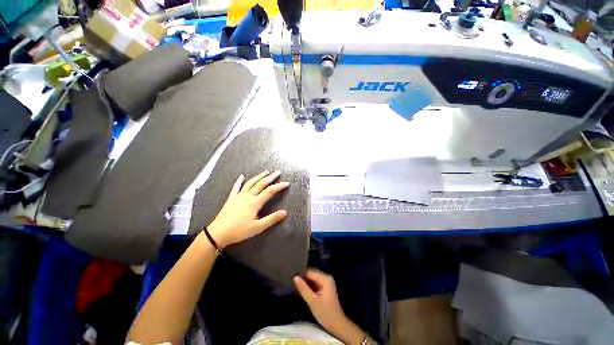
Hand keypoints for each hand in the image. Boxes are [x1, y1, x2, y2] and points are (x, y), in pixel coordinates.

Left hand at [206, 170, 288, 247]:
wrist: (218, 233)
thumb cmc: (239, 231)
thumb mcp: (258, 227)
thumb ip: (272, 219)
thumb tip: (285, 212)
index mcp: (255, 202)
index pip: (270, 191)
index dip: (279, 186)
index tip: (287, 183)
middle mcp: (248, 196)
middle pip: (261, 183)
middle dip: (271, 177)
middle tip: (278, 172)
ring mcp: (239, 196)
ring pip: (251, 183)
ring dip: (259, 176)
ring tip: (266, 172)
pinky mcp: (231, 198)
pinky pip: (236, 187)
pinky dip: (239, 181)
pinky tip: (242, 176)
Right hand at [294, 269, 364, 343]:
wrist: (337, 325)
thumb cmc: (325, 313)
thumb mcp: (312, 301)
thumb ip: (303, 288)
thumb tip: (295, 277)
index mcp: (325, 278)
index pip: (310, 272)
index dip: (301, 275)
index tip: (292, 279)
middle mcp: (327, 277)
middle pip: (312, 274)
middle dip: (303, 278)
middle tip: (293, 283)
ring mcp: (327, 283)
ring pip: (313, 279)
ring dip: (306, 282)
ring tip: (295, 285)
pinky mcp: (325, 288)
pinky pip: (315, 283)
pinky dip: (309, 286)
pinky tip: (302, 290)